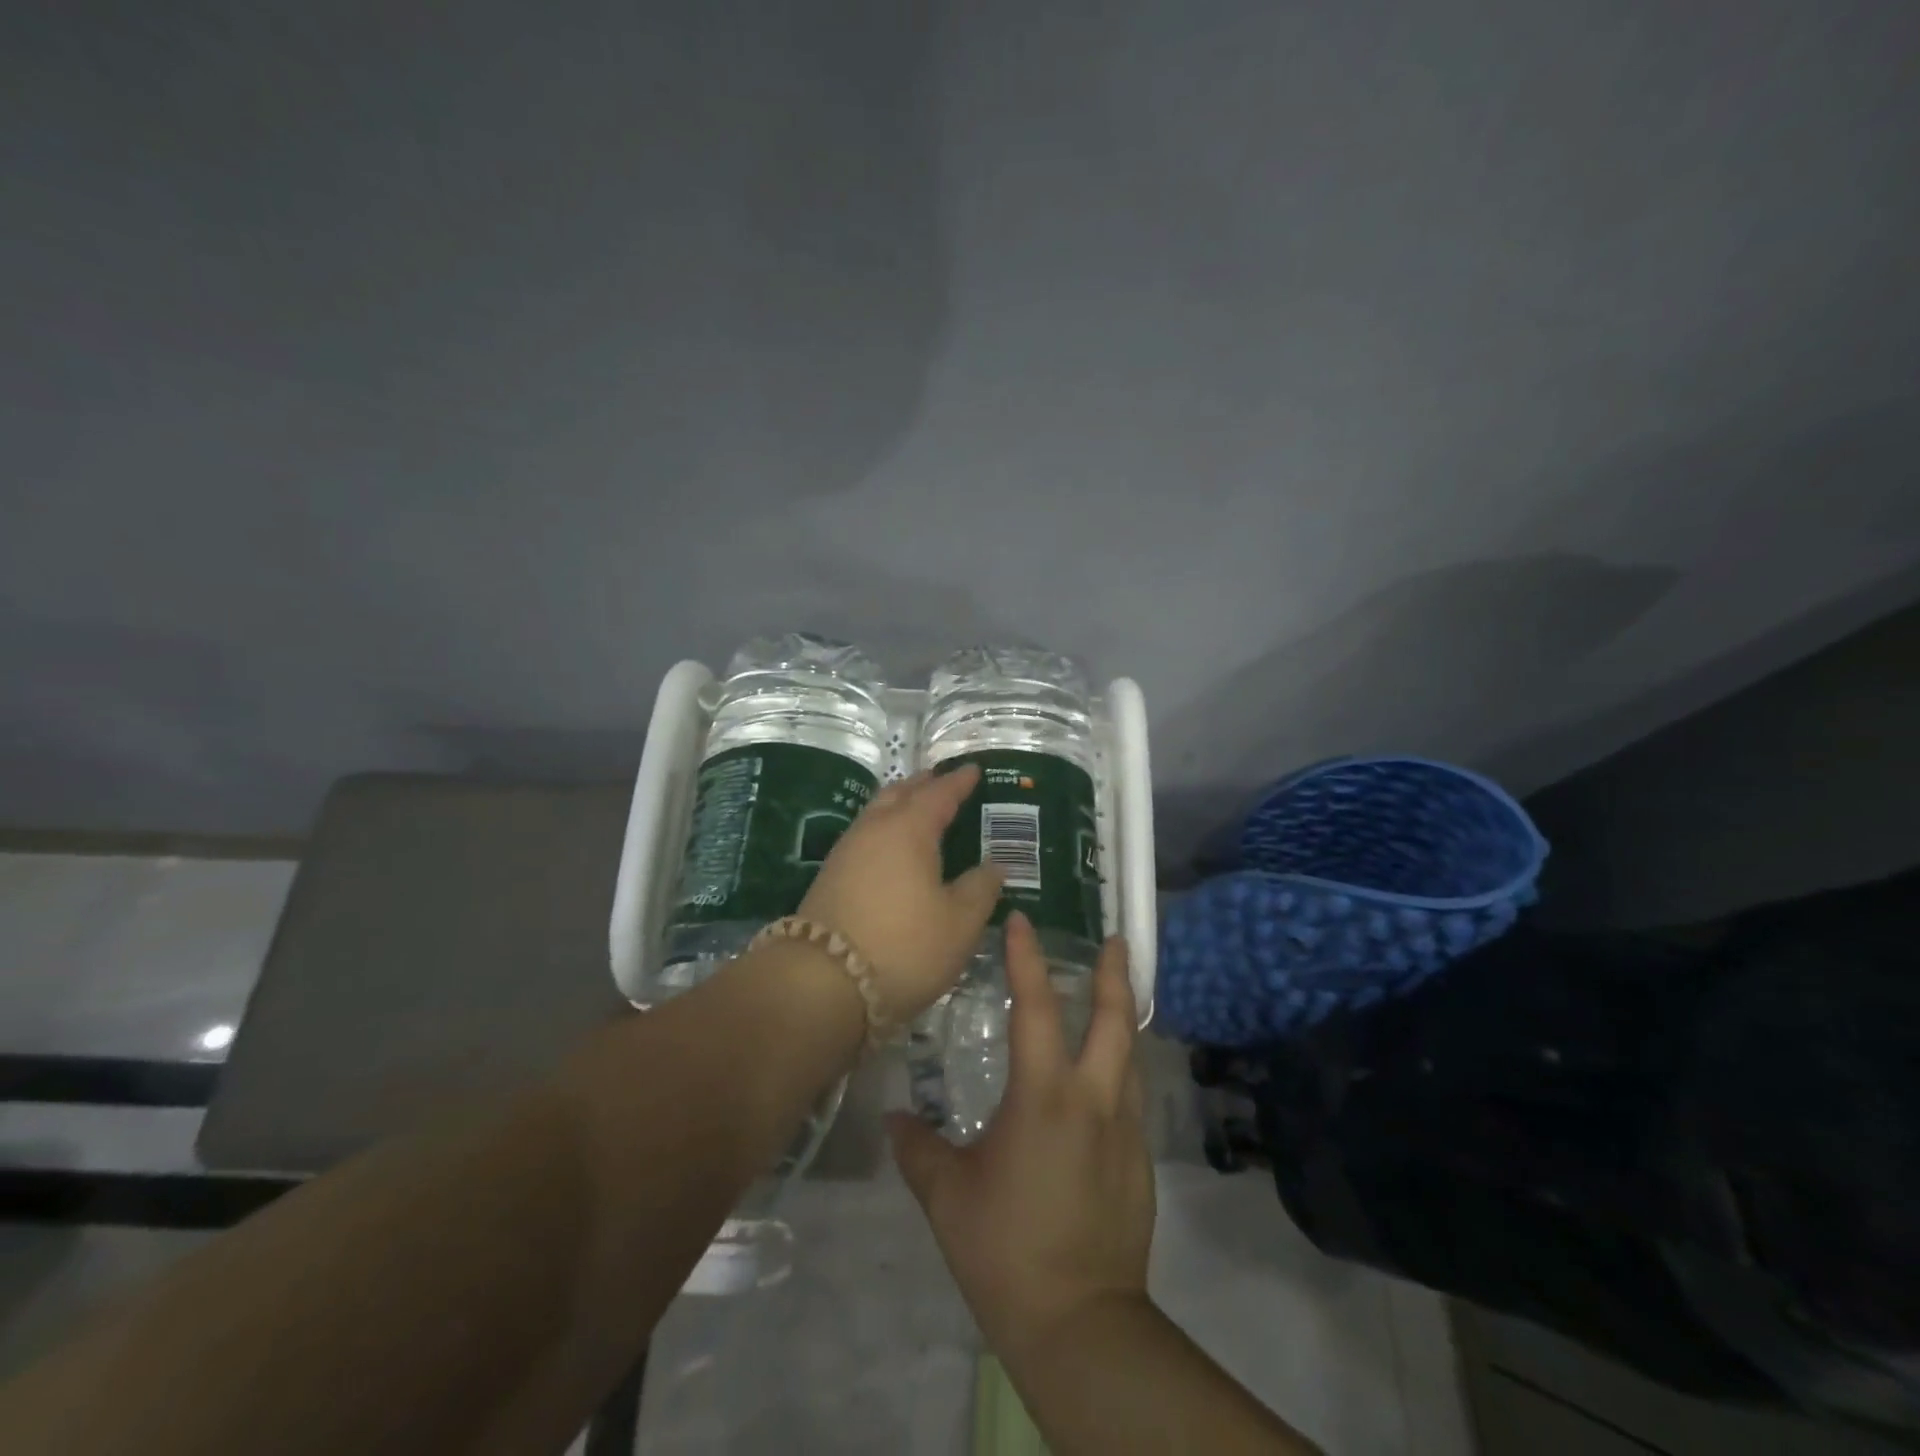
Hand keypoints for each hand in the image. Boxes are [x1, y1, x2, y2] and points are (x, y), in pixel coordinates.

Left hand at [798, 764, 1004, 1025]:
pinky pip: (866, 836)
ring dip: (900, 804)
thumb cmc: (904, 946)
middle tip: (944, 781)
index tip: (974, 770)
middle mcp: (874, 830)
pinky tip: (893, 849)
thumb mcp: (959, 923)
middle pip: (900, 793)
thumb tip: (994, 867)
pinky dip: (886, 830)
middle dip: (924, 784)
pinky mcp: (830, 876)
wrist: (821, 983)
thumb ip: (981, 889)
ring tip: (920, 810)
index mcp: (909, 829)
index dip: (960, 782)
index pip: (940, 794)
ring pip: (877, 813)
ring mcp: (846, 852)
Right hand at [888, 913, 1153, 1361]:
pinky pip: (1132, 1095)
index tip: (1023, 921)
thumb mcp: (948, 1196)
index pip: (1036, 1007)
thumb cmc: (1005, 1250)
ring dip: (1124, 1017)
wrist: (1080, 1324)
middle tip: (1117, 939)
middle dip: (1116, 973)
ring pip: (1132, 1054)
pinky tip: (1105, 1078)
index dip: (1028, 959)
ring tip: (1116, 996)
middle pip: (1115, 1019)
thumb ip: (918, 1149)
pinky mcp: (1139, 1160)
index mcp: (1045, 1096)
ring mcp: (1125, 1129)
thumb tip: (893, 1119)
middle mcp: (1094, 1099)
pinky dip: (1122, 1067)